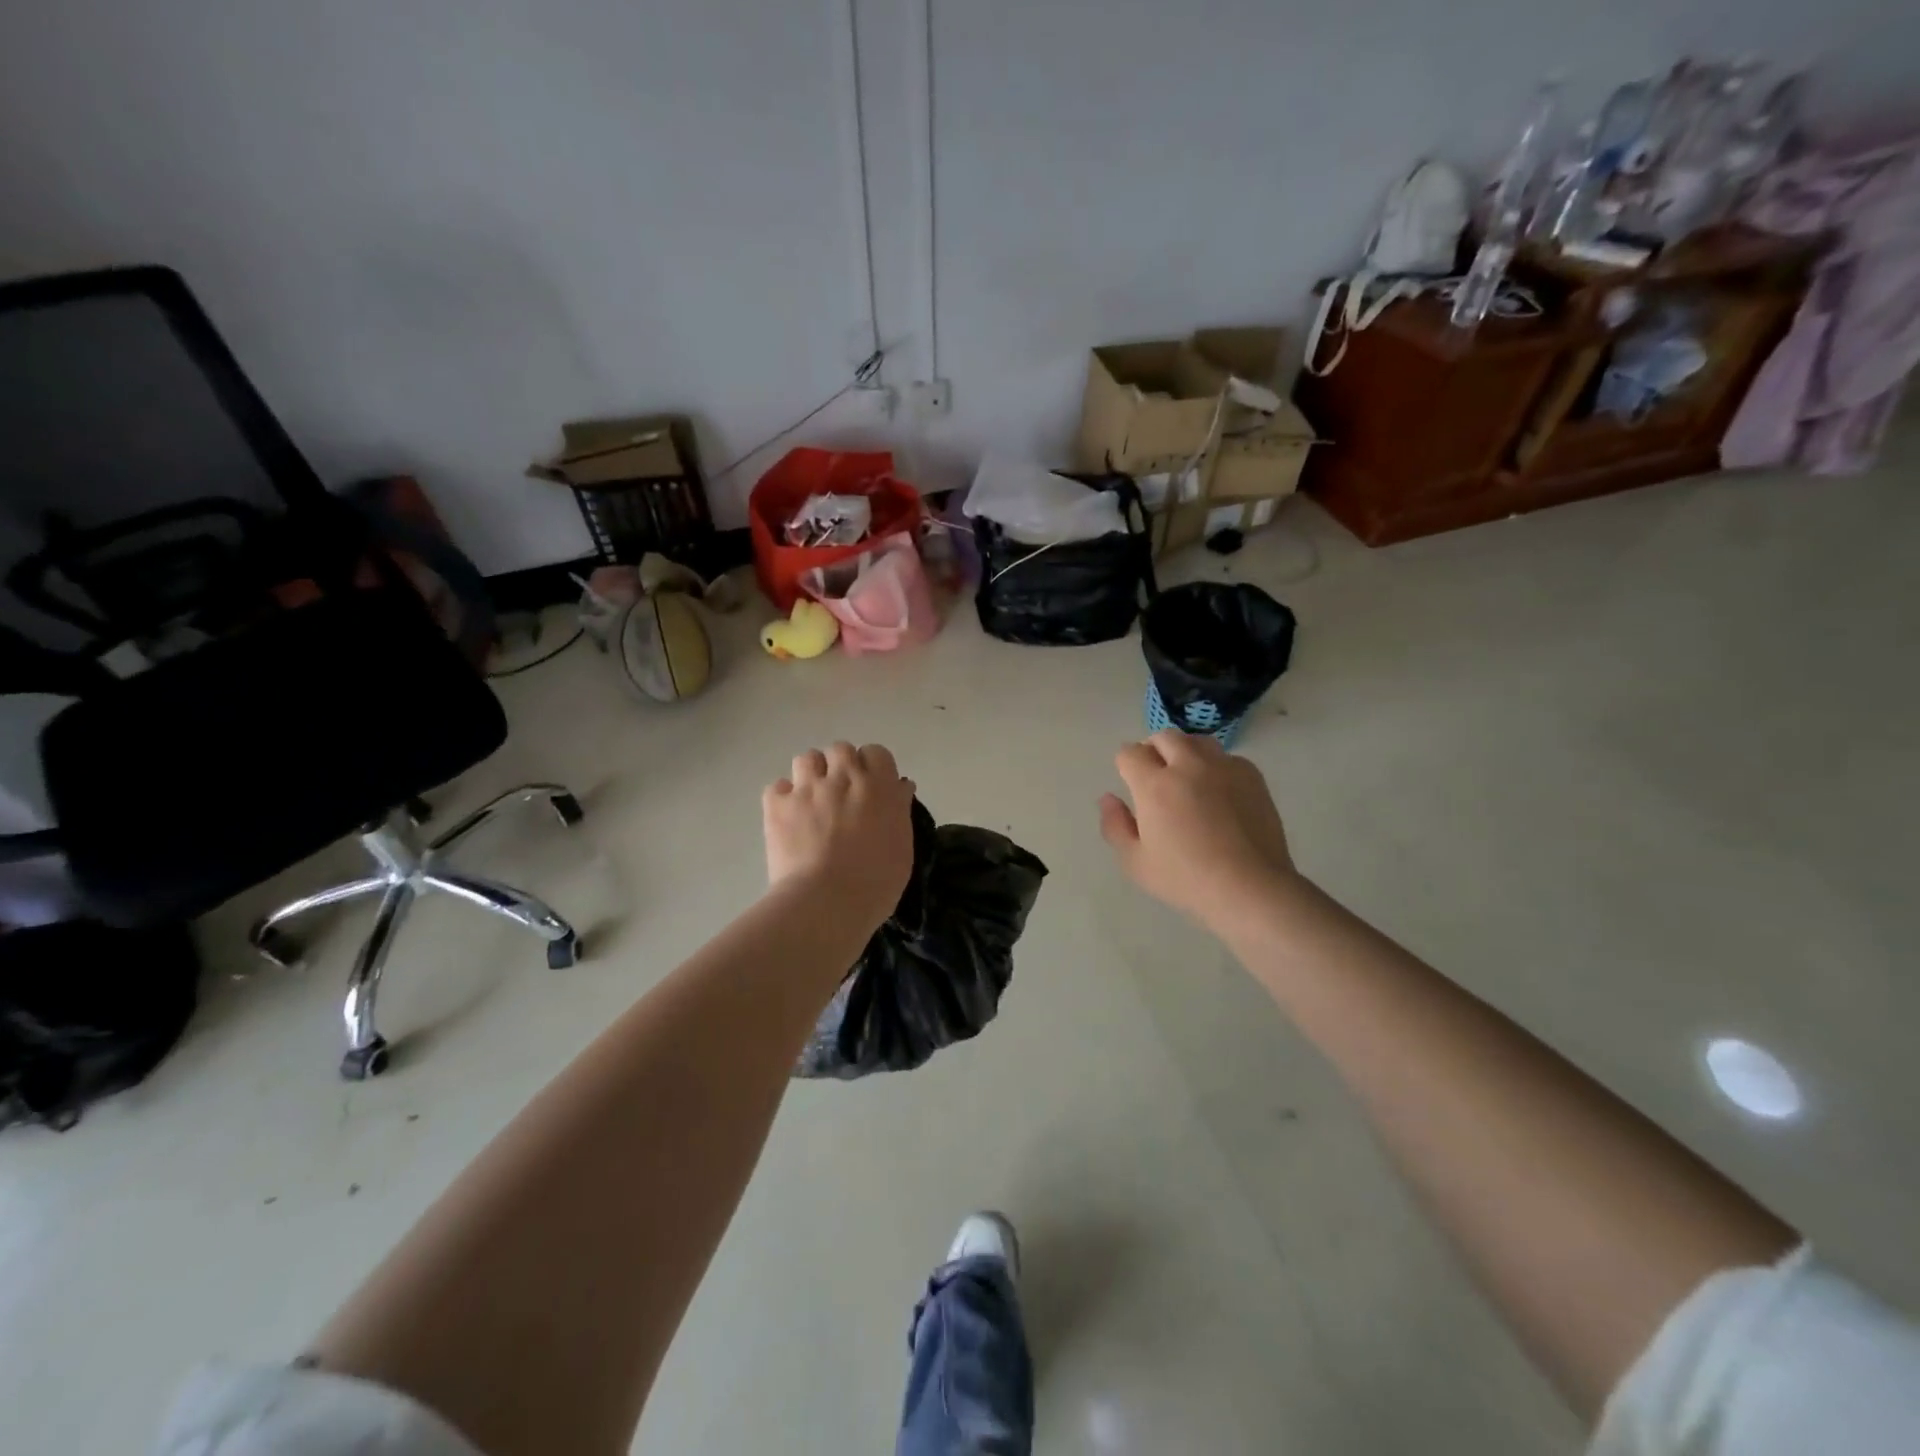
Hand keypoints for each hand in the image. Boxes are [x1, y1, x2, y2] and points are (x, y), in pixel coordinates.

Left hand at [764, 741, 916, 929]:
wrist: (827, 903)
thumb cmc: (876, 883)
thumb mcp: (902, 847)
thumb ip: (899, 810)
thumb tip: (900, 786)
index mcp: (879, 786)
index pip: (877, 753)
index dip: (873, 768)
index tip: (872, 788)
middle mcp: (844, 777)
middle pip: (840, 749)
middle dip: (840, 766)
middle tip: (841, 794)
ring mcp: (807, 788)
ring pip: (807, 759)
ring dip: (811, 775)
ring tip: (812, 801)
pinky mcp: (777, 805)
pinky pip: (777, 787)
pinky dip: (782, 799)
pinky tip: (788, 817)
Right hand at [1099, 730, 1296, 929]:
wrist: (1250, 888)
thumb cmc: (1186, 879)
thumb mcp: (1135, 862)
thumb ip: (1115, 826)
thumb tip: (1108, 798)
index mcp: (1154, 785)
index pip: (1130, 753)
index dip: (1125, 764)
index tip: (1129, 781)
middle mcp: (1188, 766)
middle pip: (1164, 737)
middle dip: (1153, 750)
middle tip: (1155, 775)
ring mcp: (1223, 767)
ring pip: (1197, 741)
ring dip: (1184, 751)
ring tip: (1186, 776)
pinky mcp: (1251, 776)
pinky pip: (1227, 757)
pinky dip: (1216, 766)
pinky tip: (1218, 792)